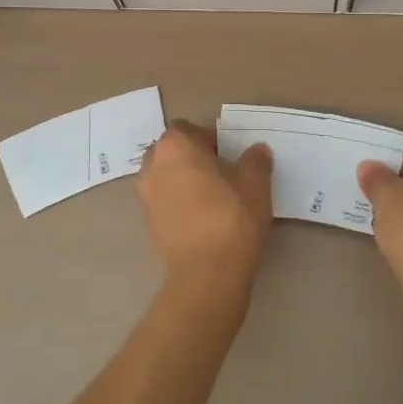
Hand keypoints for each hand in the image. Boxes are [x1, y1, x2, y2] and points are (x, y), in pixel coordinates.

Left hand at [138, 121, 272, 296]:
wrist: (207, 274)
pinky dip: (179, 205)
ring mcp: (145, 196)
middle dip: (193, 159)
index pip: (188, 129)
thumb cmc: (231, 217)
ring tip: (213, 199)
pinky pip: (165, 203)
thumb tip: (257, 151)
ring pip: (166, 178)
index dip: (209, 139)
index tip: (229, 156)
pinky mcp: (148, 224)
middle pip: (172, 152)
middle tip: (222, 175)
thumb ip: (256, 161)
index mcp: (174, 146)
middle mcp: (152, 165)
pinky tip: (203, 220)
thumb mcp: (255, 184)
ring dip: (184, 182)